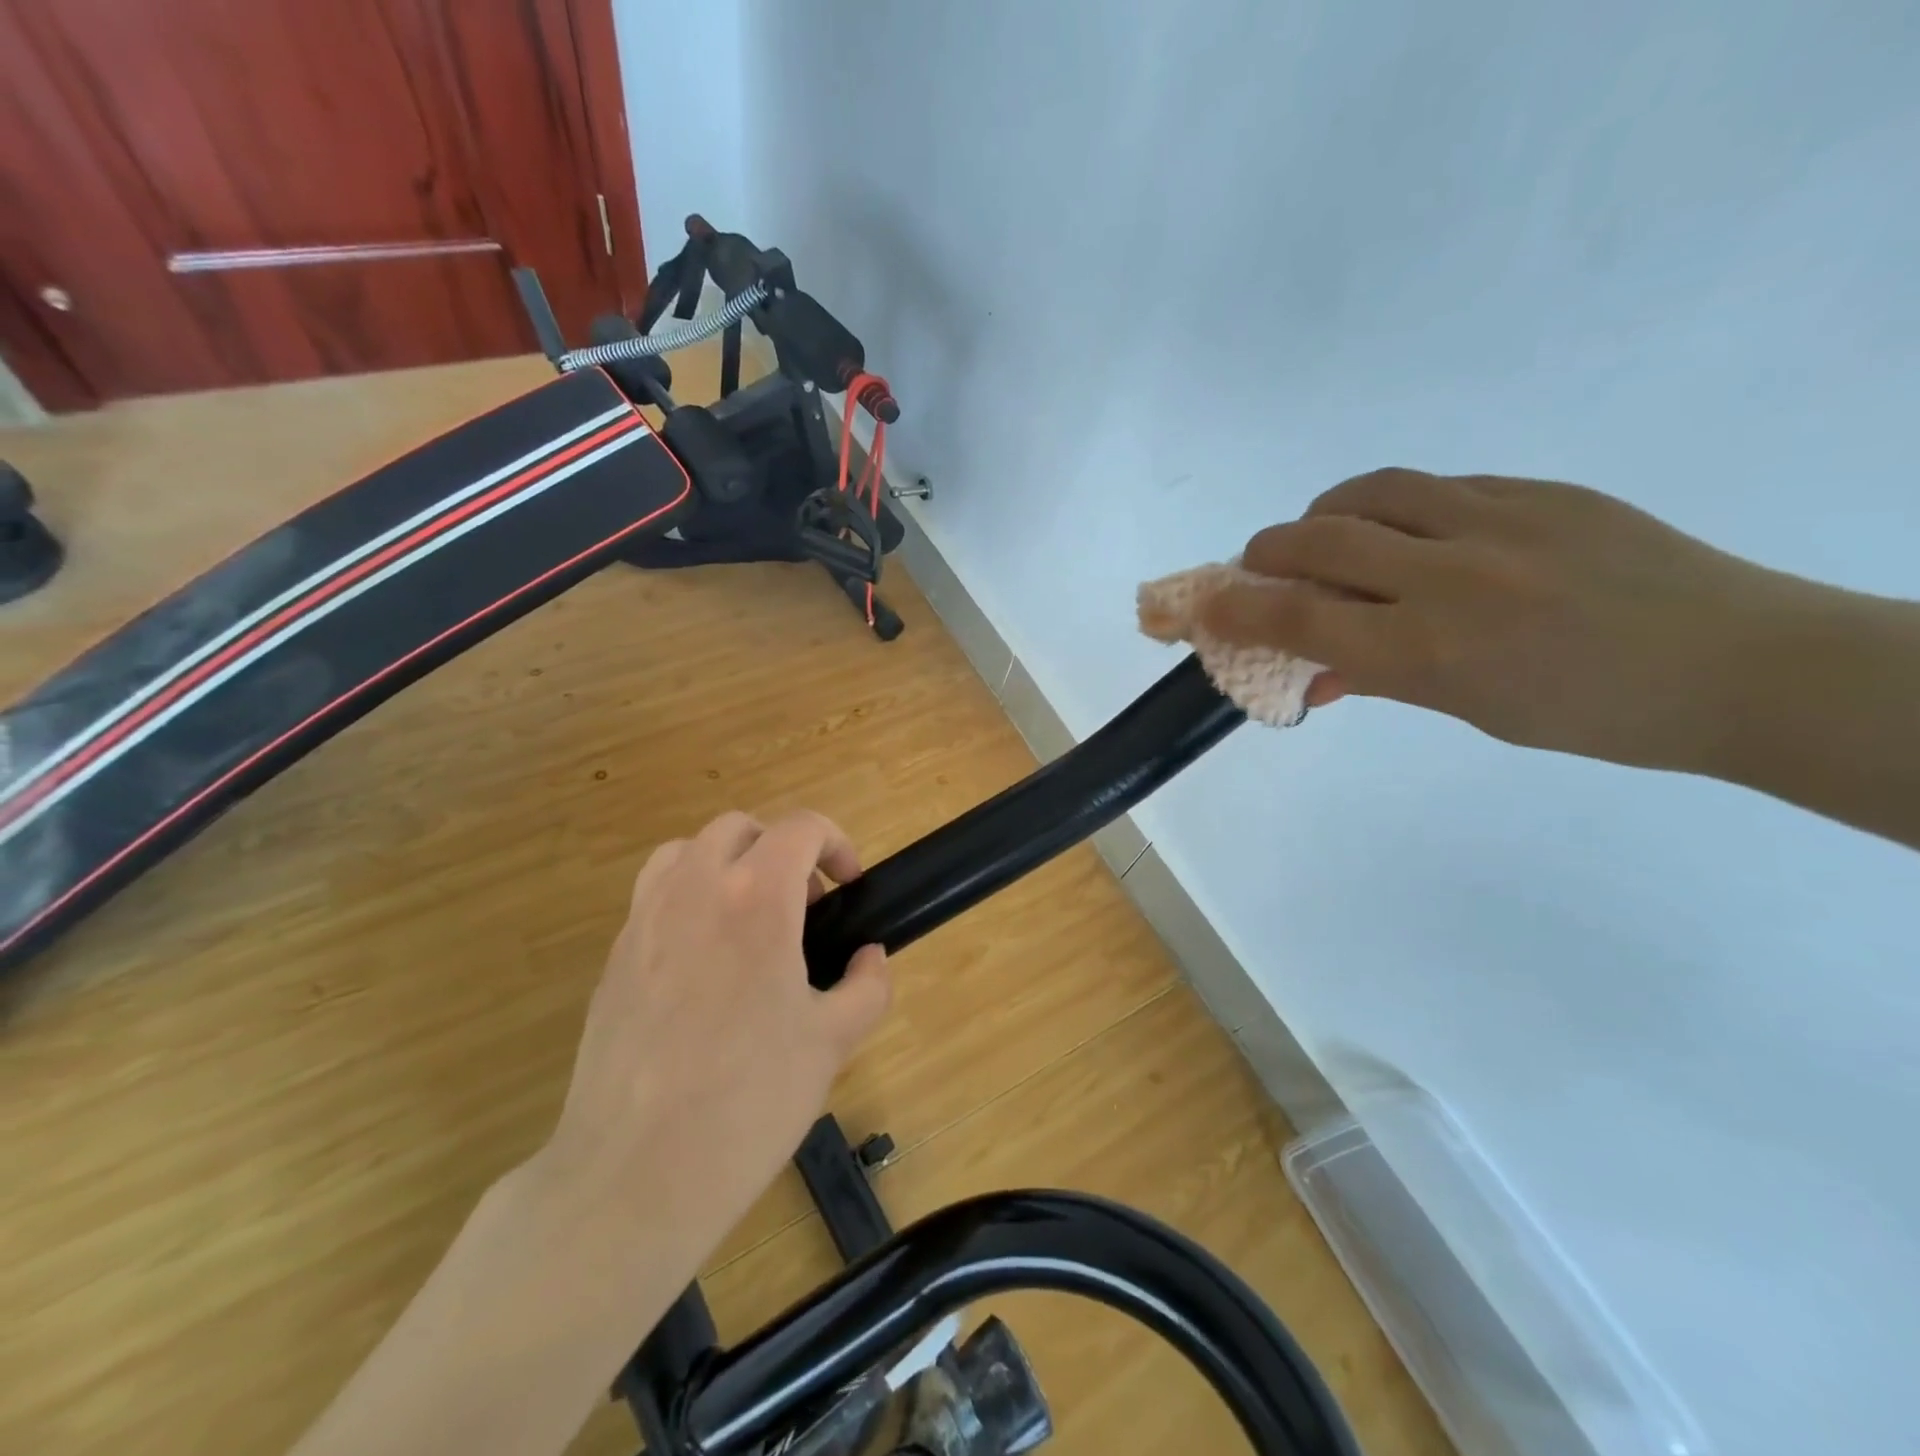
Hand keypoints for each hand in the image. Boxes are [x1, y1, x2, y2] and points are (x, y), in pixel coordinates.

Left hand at [544, 809, 890, 1242]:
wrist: (635, 1173)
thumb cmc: (749, 1100)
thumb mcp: (832, 1042)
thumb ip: (867, 986)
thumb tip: (869, 958)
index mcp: (755, 898)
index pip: (800, 828)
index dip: (836, 844)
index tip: (850, 885)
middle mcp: (695, 889)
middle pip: (740, 828)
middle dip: (782, 849)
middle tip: (805, 905)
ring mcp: (644, 920)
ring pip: (688, 851)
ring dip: (728, 864)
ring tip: (750, 919)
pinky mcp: (614, 957)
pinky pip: (655, 897)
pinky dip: (689, 899)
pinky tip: (706, 964)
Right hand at [1201, 468, 1810, 772]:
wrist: (1736, 663)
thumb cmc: (1587, 714)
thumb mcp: (1466, 708)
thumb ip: (1378, 678)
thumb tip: (1311, 674)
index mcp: (1430, 650)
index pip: (1302, 620)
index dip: (1239, 610)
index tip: (1204, 606)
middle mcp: (1451, 576)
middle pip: (1322, 540)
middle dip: (1270, 550)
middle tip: (1260, 563)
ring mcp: (1498, 521)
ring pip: (1372, 492)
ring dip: (1327, 513)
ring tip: (1329, 535)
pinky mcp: (1539, 490)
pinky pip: (1436, 486)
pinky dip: (1396, 508)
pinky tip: (1413, 533)